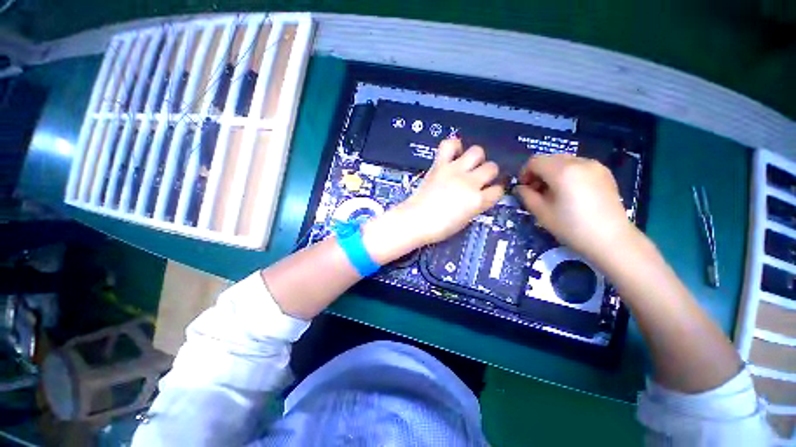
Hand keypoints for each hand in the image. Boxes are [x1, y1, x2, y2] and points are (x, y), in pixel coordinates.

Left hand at [400, 139, 504, 244]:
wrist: (415, 220)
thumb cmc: (439, 227)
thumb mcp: (464, 220)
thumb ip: (475, 206)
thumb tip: (478, 197)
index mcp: (477, 200)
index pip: (498, 190)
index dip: (495, 191)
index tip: (490, 192)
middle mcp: (470, 182)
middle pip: (492, 167)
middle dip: (489, 174)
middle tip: (479, 179)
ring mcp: (454, 171)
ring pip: (477, 151)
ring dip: (476, 158)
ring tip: (468, 165)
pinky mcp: (439, 165)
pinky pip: (449, 144)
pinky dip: (454, 146)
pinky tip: (454, 154)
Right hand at [514, 154, 635, 262]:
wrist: (611, 239)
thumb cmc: (572, 227)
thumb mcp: (541, 213)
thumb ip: (526, 196)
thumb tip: (520, 188)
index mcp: (562, 171)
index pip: (535, 161)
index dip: (524, 173)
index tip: (524, 188)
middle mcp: (579, 162)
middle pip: (550, 158)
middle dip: (538, 172)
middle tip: (537, 191)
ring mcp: (595, 166)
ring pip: (564, 161)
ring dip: (552, 172)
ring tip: (554, 192)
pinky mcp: (604, 173)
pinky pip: (579, 165)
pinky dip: (568, 173)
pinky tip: (570, 191)